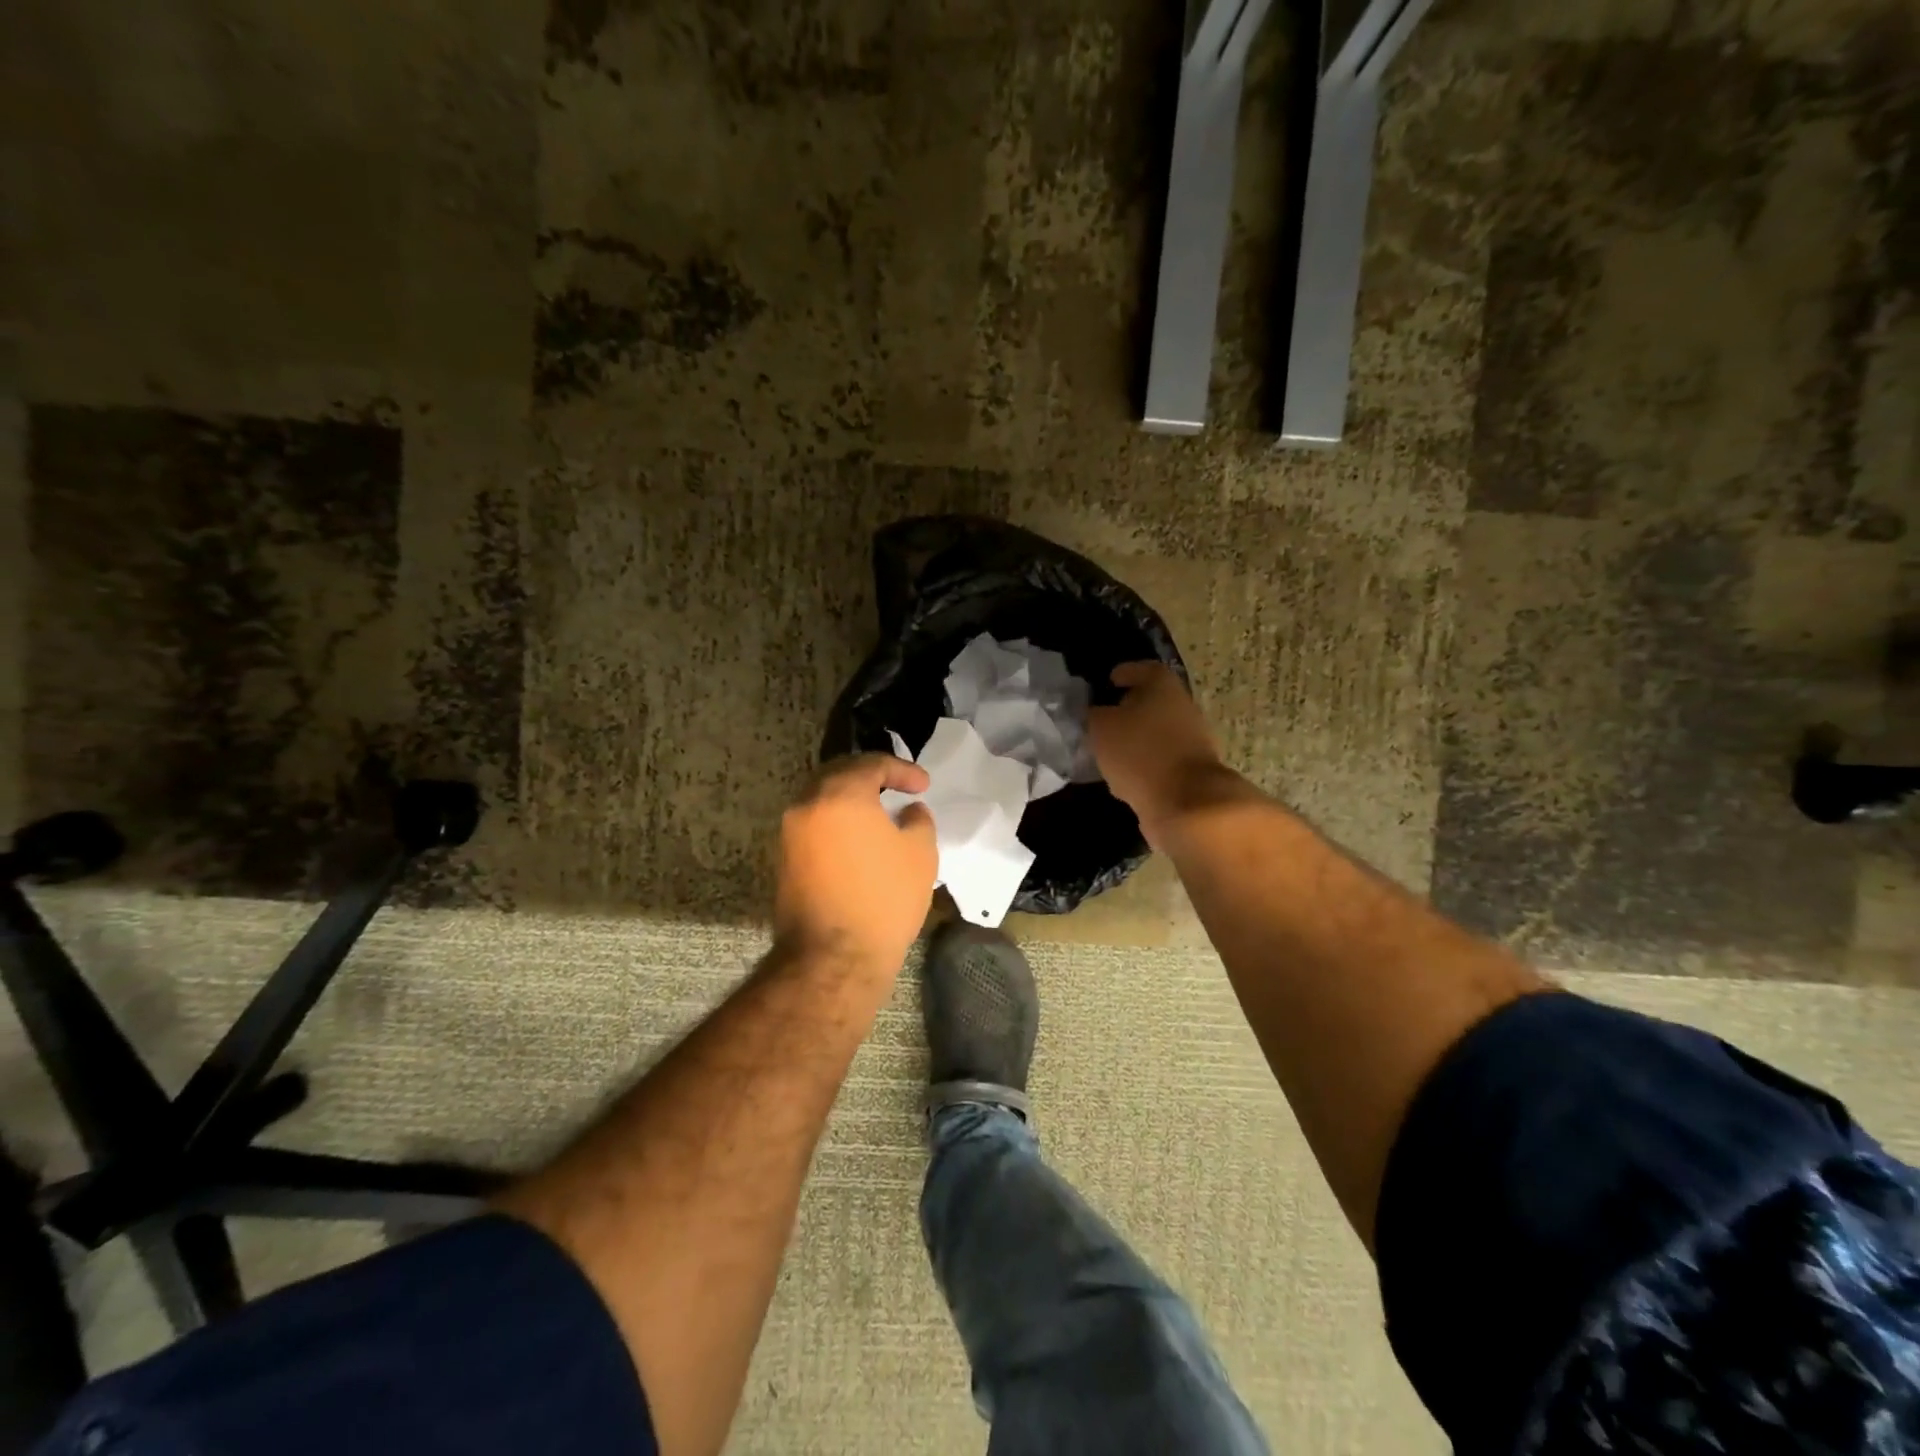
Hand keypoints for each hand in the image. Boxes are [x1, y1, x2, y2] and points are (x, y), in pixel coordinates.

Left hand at [773, 754, 937, 972]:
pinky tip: (859, 839)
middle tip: (897, 787)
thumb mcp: (920, 853)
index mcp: (840, 793)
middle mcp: (807, 804)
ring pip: (822, 798)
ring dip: (851, 798)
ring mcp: (790, 832)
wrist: (834, 958)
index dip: (903, 770)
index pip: (872, 764)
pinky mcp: (785, 859)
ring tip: (880, 812)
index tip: (924, 786)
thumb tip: (909, 811)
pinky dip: (837, 821)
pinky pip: (814, 824)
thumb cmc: (884, 899)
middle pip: (839, 774)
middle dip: (871, 776)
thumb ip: (918, 820)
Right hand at [1088, 662, 1229, 843]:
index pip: (1144, 669)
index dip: (1126, 673)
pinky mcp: (1190, 772)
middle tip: (1103, 718)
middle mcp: (1182, 708)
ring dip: (1135, 740)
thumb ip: (1093, 715)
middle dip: (1128, 708)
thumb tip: (1095, 713)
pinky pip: (1160, 761)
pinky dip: (1142, 765)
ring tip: (1108, 751)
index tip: (1109, 681)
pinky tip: (1122, 777)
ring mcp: (1191, 741)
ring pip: (1156, 733)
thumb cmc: (1139, 752)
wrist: (1186, 802)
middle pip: (1153, 701)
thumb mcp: (1101, 728)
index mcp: (1163, 686)